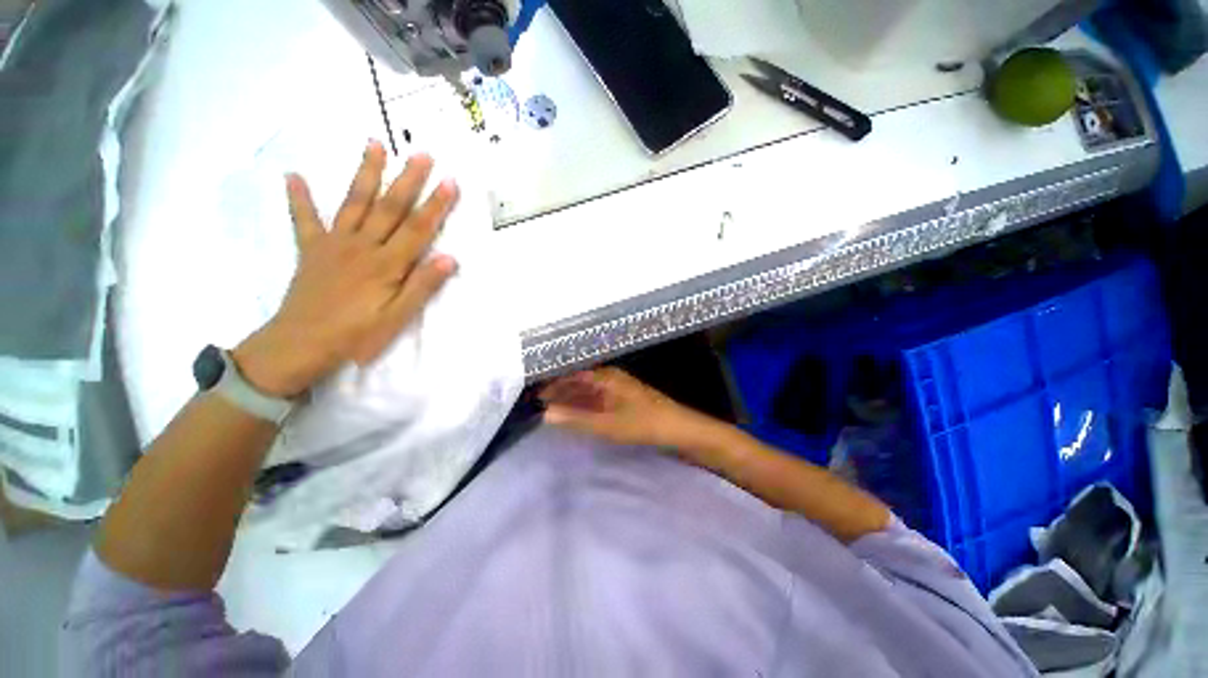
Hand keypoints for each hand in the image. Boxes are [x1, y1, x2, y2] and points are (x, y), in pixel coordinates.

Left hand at [233, 141, 458, 396]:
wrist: (300, 345)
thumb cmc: (356, 335)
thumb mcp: (398, 317)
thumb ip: (422, 286)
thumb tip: (449, 258)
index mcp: (386, 265)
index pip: (417, 229)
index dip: (435, 205)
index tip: (450, 182)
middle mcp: (362, 246)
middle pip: (389, 208)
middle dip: (408, 180)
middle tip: (422, 154)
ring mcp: (334, 244)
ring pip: (354, 203)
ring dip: (365, 173)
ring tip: (374, 144)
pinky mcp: (311, 250)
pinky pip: (304, 220)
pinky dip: (299, 198)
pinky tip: (293, 175)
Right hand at [538, 368, 716, 448]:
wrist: (678, 430)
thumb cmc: (644, 423)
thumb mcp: (608, 424)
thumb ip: (576, 419)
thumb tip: (545, 414)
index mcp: (606, 377)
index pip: (572, 374)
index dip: (553, 382)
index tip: (534, 392)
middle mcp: (609, 379)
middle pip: (578, 381)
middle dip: (559, 391)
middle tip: (537, 403)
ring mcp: (616, 390)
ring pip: (587, 392)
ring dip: (570, 400)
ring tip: (550, 410)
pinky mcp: (622, 401)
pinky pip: (596, 401)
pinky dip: (582, 407)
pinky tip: (573, 415)